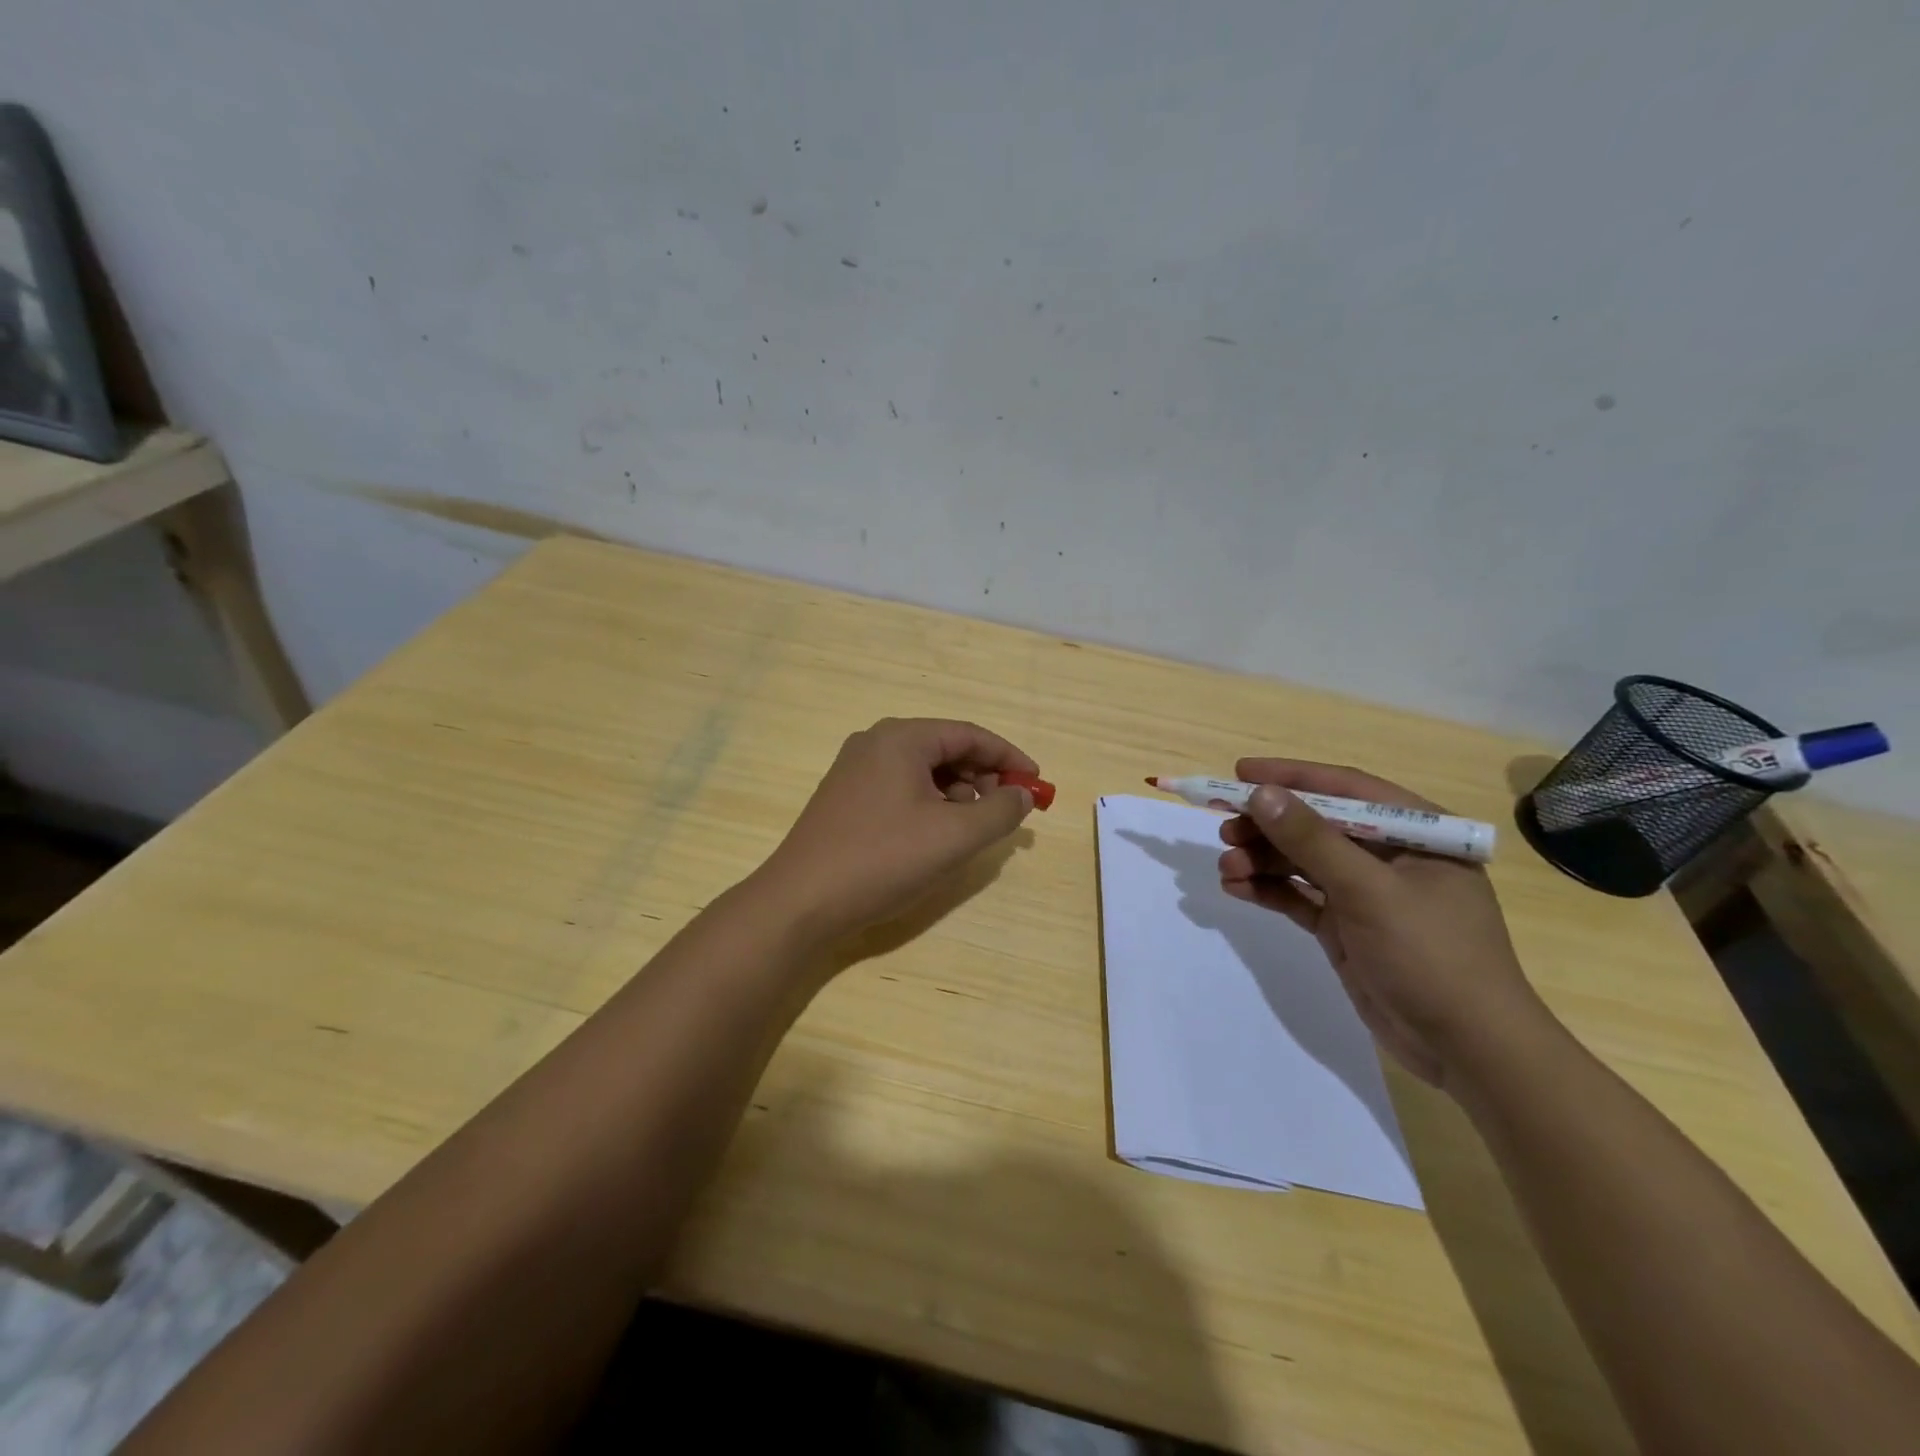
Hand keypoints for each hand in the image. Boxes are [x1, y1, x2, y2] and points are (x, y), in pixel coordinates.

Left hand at [752, 718, 1037, 946]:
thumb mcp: (954, 836)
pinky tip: (936, 836)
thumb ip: (999, 811)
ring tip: (973, 829)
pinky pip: (901, 789)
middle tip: (1006, 811)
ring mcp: (855, 770)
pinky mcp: (845, 799)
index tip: (1036, 784)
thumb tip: (1021, 795)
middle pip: (945, 749)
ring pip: (923, 771)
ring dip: (957, 794)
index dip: (1009, 758)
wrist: (800, 901)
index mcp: (901, 738)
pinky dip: (929, 805)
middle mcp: (875, 743)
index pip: (969, 734)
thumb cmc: (883, 859)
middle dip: (983, 778)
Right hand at [1217, 759, 1549, 1090]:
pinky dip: (1268, 890)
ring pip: (1301, 862)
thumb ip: (1312, 840)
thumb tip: (1262, 794)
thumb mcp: (1369, 891)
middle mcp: (1388, 856)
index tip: (1239, 773)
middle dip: (1268, 826)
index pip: (1345, 789)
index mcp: (1415, 833)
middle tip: (1223, 829)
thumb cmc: (1431, 955)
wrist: (1465, 1049)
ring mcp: (1365, 893)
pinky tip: (1236, 889)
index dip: (1290, 778)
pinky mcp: (1346, 926)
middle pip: (1316, 825)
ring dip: (1261, 861)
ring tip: (1226, 868)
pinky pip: (1299, 897)